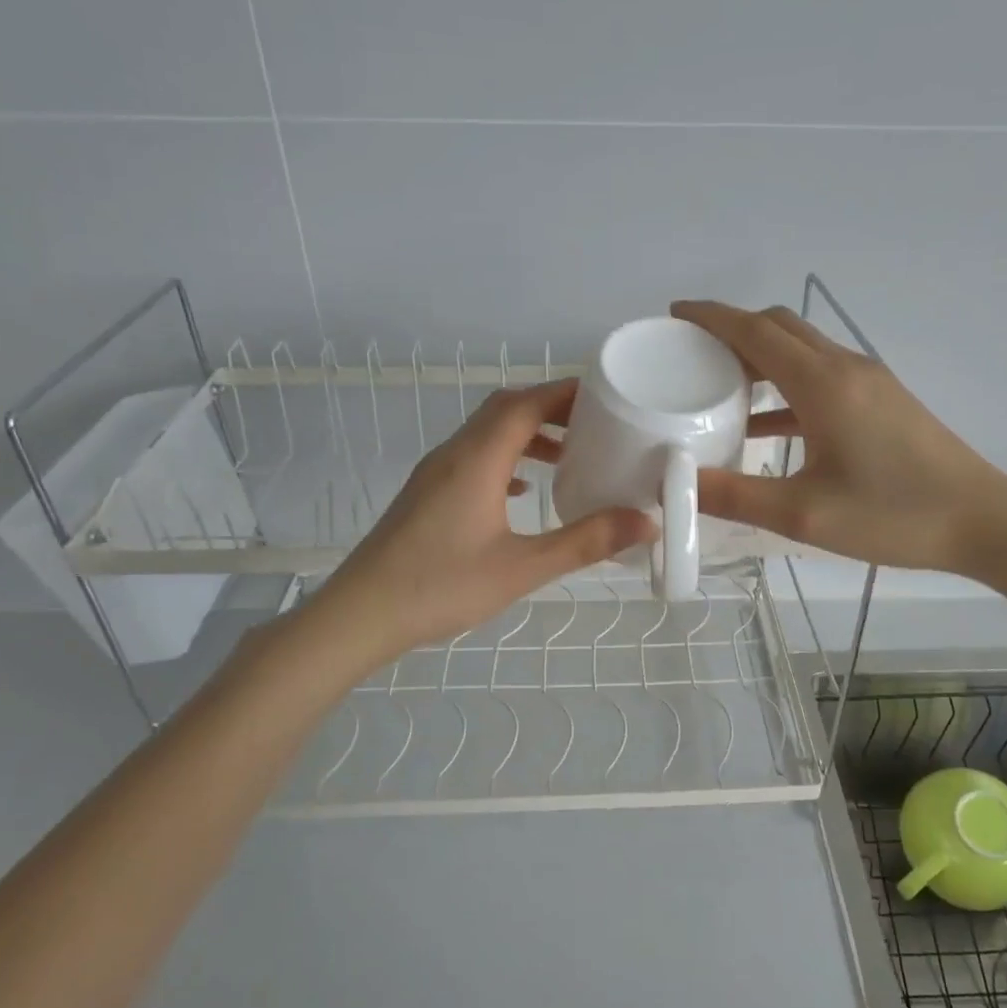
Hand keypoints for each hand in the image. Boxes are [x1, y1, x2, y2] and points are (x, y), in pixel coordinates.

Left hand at [304, 379, 655, 668]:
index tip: (607, 397)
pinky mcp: (426, 494)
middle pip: (505, 409)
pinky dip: (504, 458)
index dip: (566, 393)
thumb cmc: (442, 587)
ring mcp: (434, 473)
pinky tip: (521, 489)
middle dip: (550, 409)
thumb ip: (585, 542)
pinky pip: (472, 458)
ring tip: (567, 456)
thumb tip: (645, 523)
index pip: (526, 403)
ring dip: (526, 433)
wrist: (361, 614)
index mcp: (477, 459)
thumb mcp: (522, 568)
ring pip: (486, 433)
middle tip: (594, 426)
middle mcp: (454, 453)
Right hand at [671, 299, 1006, 578]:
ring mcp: (869, 382)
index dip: (711, 317)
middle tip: (690, 352)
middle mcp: (845, 368)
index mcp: (823, 384)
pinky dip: (786, 386)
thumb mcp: (804, 514)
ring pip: (802, 349)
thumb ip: (734, 496)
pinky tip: (765, 424)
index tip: (674, 313)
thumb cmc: (893, 514)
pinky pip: (821, 376)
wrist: (983, 521)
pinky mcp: (882, 401)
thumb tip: (675, 483)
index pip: (755, 331)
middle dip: (732, 330)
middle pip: (779, 328)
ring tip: (718, 383)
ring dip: (760, 356)